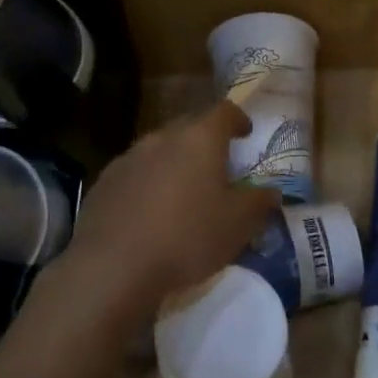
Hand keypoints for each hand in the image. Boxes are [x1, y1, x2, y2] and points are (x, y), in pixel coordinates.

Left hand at [60, 101, 277, 321]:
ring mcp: (129, 157)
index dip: (237, 119)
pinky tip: (148, 213)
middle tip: (217, 167)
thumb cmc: (187, 237)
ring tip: (183, 192)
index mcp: (199, 139)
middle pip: (189, 127)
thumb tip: (272, 192)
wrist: (113, 265)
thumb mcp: (237, 225)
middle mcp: (162, 137)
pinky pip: (134, 173)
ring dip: (174, 163)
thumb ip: (259, 203)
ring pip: (159, 150)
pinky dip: (147, 183)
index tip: (245, 133)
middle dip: (204, 142)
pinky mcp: (104, 181)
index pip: (224, 111)